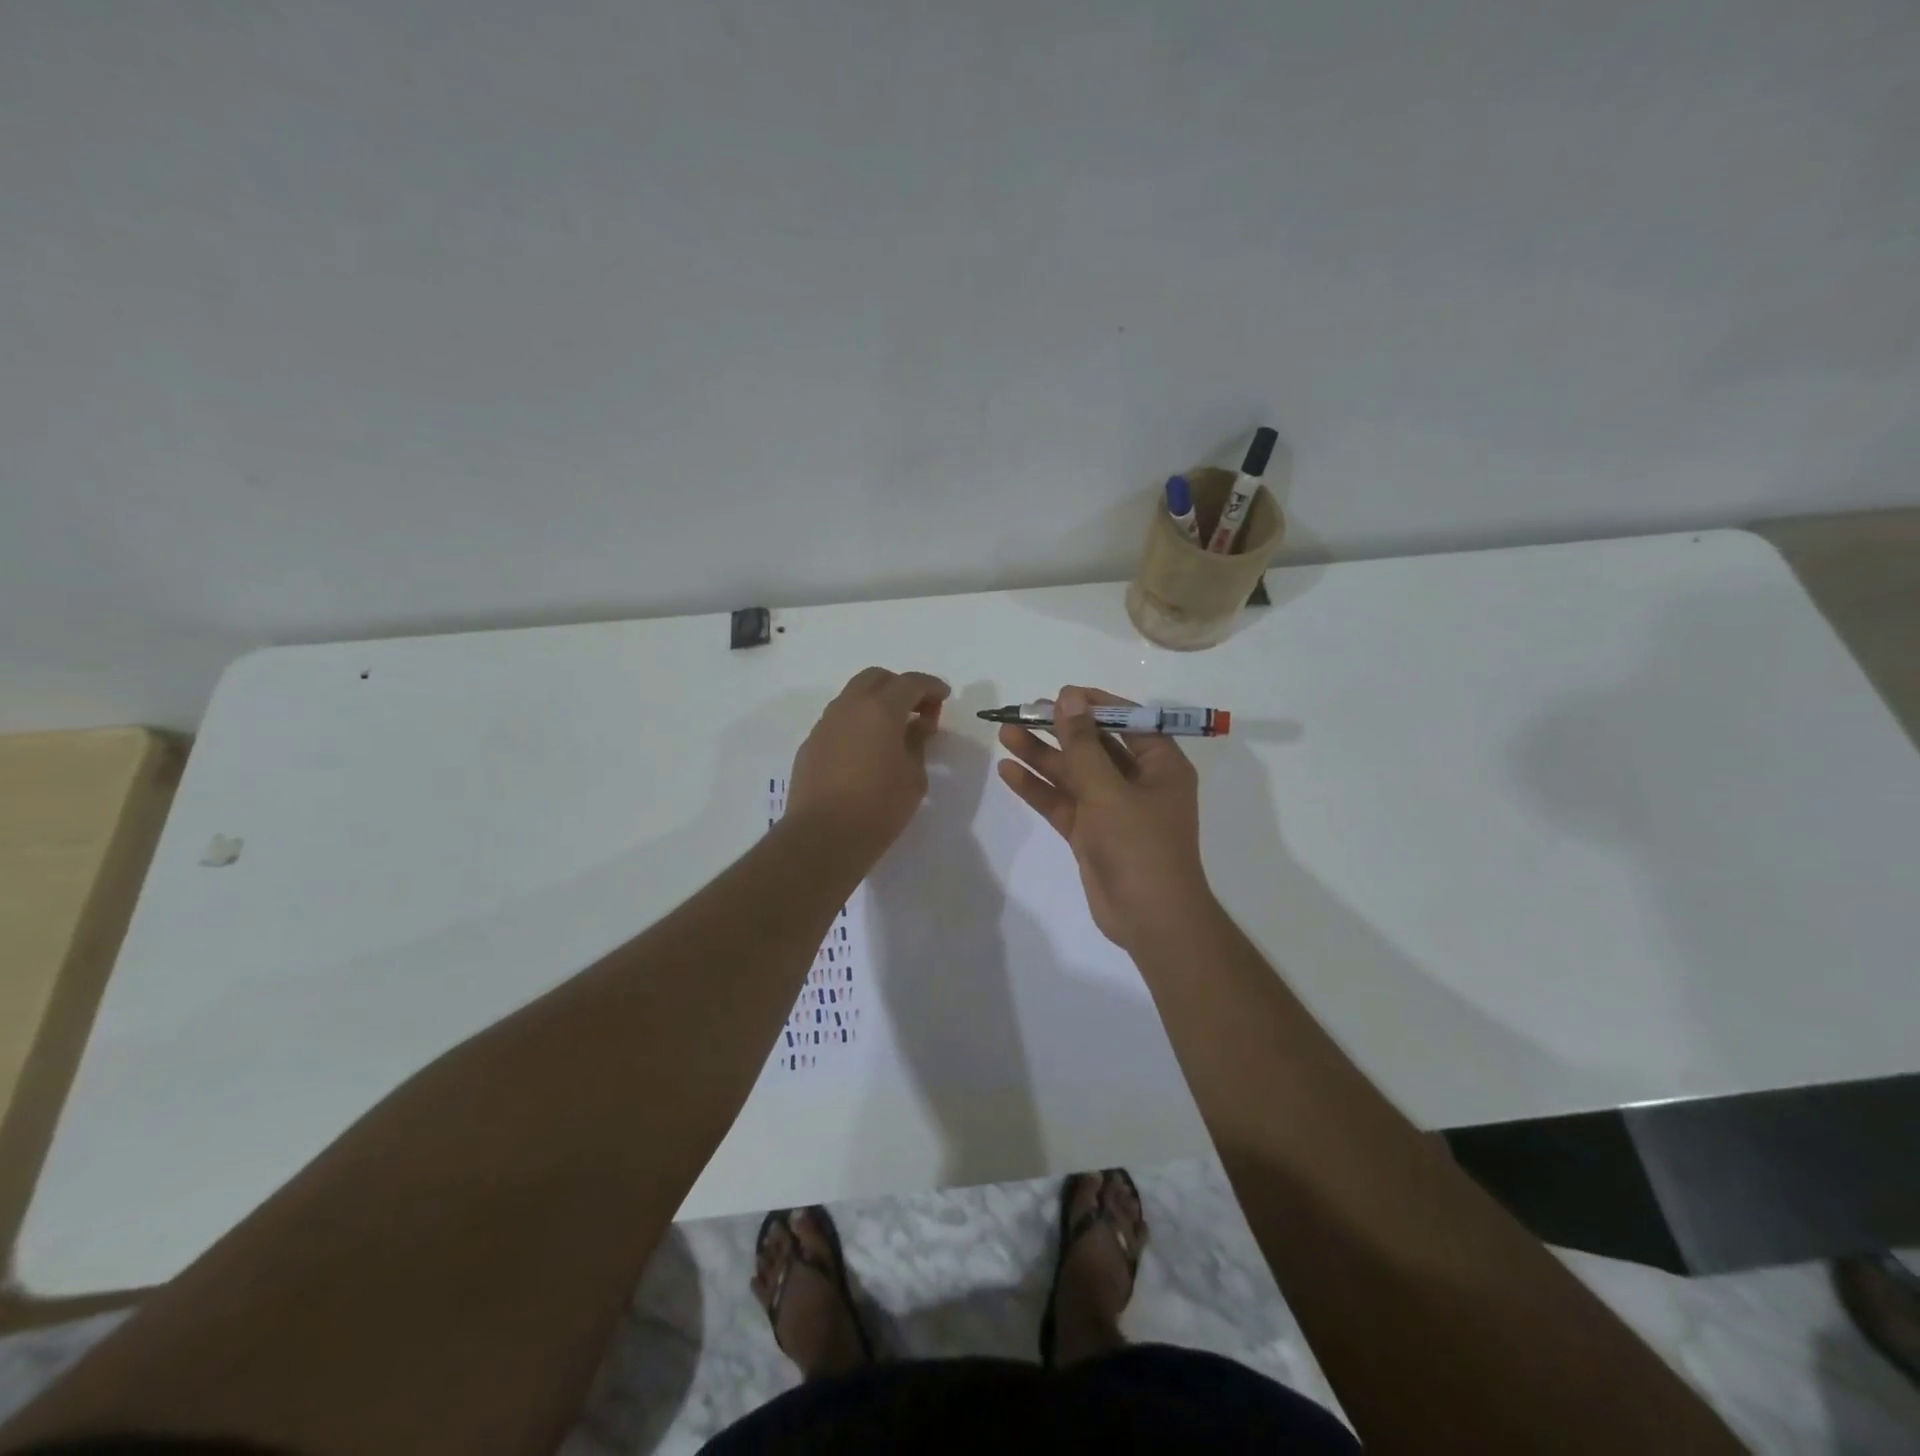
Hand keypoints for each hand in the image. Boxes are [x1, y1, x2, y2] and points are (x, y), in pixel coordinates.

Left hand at [787, 668, 949, 858]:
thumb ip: (917, 743)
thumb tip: (917, 726)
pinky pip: (838, 720)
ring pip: (853, 696)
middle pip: (876, 678)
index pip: (911, 682)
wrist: (823, 837)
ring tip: (893, 730)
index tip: (944, 697)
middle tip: (918, 711)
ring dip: (876, 703)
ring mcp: (825, 724)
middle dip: (900, 687)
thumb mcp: (913, 777)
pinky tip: (866, 750)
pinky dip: (857, 723)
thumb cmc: (879, 807)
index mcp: (880, 710)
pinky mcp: (810, 745)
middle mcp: (849, 707)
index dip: (931, 686)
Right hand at [997, 686, 1213, 950]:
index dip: (1094, 705)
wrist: (1150, 919)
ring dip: (1041, 756)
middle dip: (1058, 730)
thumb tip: (1068, 697)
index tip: (1060, 695)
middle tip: (1021, 713)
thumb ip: (1083, 744)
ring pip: (1073, 775)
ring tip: (1004, 735)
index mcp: (1161, 765)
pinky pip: (1063, 803)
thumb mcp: (1108, 789)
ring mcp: (1112, 809)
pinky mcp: (1091, 833)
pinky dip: (1038, 789)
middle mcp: (1138, 782)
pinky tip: (1009, 772)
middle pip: (1094, 747)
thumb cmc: (1140, 845)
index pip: (1129, 721)